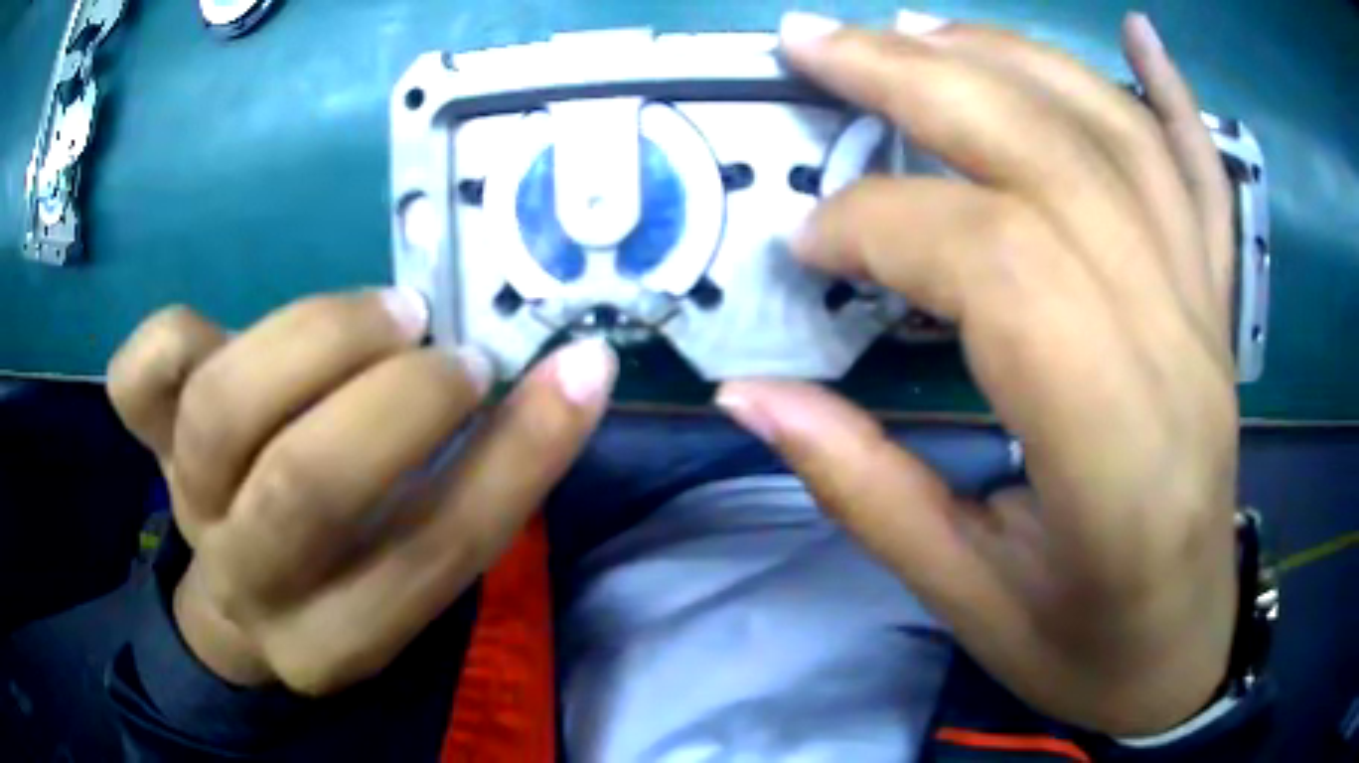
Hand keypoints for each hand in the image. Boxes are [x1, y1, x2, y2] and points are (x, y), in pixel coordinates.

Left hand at [108, 289, 616, 694]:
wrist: (239, 597)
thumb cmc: (343, 572)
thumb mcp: (414, 561)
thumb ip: (478, 477)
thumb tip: (567, 371)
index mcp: (341, 634)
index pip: (435, 553)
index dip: (516, 456)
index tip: (574, 370)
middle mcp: (253, 581)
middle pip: (306, 486)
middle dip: (394, 401)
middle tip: (446, 350)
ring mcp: (186, 504)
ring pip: (223, 410)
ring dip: (316, 339)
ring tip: (385, 315)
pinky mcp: (147, 443)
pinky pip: (138, 377)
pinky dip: (179, 333)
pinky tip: (228, 333)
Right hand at [719, 12, 1237, 735]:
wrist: (1181, 650)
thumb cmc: (1082, 647)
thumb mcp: (963, 603)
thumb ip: (864, 491)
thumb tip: (749, 396)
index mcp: (1116, 454)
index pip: (1002, 265)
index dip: (885, 227)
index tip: (806, 247)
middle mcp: (1178, 354)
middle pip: (1054, 161)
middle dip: (921, 82)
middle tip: (817, 44)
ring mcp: (1208, 316)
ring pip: (1121, 141)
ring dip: (1012, 59)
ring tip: (918, 27)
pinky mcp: (1219, 307)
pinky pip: (1208, 178)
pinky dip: (1175, 93)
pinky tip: (1142, 34)